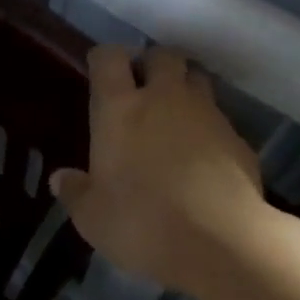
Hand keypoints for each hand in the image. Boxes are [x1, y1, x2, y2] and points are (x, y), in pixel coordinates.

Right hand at [50, 46, 263, 295]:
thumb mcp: (92, 217)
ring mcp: (207, 115)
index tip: (101, 72)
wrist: (221, 243)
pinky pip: (221, 120)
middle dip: (152, 65)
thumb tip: (60, 179)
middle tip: (143, 90)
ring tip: (175, 118)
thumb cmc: (141, 223)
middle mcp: (165, 98)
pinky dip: (210, 129)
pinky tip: (203, 159)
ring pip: (198, 80)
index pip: (109, 57)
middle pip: (162, 55)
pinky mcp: (239, 140)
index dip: (104, 59)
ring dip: (185, 89)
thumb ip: (75, 192)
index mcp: (120, 108)